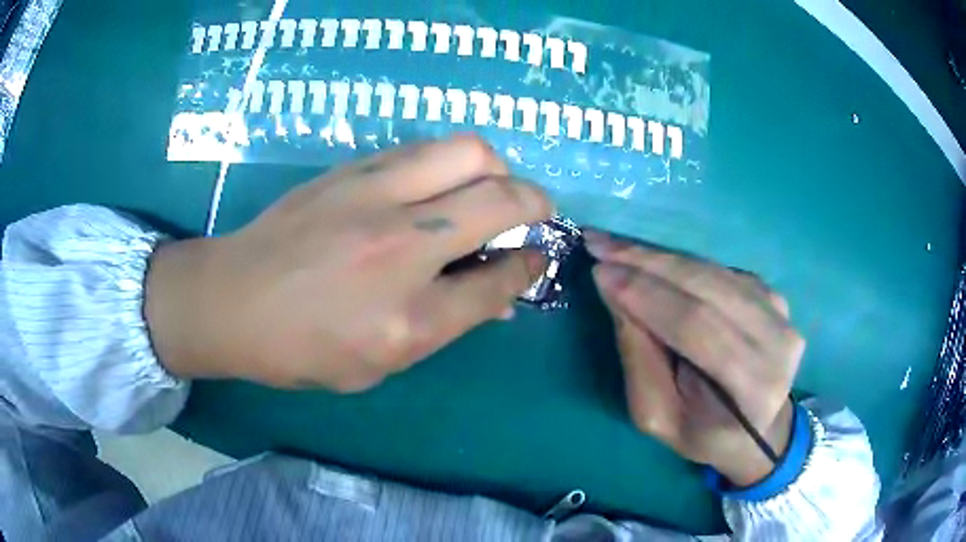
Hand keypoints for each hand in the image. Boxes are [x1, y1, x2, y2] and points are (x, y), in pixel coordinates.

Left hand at [145, 136, 551, 391]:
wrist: (231, 300)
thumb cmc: (303, 348)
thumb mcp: (381, 363)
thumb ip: (448, 323)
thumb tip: (500, 291)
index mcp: (411, 317)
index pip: (502, 278)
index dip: (531, 264)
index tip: (537, 256)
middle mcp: (401, 247)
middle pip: (500, 197)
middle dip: (534, 202)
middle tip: (528, 214)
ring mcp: (374, 196)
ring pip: (468, 151)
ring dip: (494, 170)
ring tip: (485, 191)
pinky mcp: (352, 169)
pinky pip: (425, 148)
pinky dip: (449, 162)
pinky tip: (436, 185)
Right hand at [585, 230, 803, 485]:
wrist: (756, 429)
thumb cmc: (703, 434)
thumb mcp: (658, 415)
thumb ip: (639, 358)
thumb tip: (615, 292)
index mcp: (754, 387)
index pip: (698, 327)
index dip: (648, 296)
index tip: (599, 271)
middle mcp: (778, 340)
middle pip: (707, 288)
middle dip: (647, 263)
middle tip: (599, 244)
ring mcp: (781, 312)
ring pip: (712, 271)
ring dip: (659, 256)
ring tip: (615, 246)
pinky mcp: (773, 295)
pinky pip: (719, 270)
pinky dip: (680, 263)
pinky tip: (649, 259)